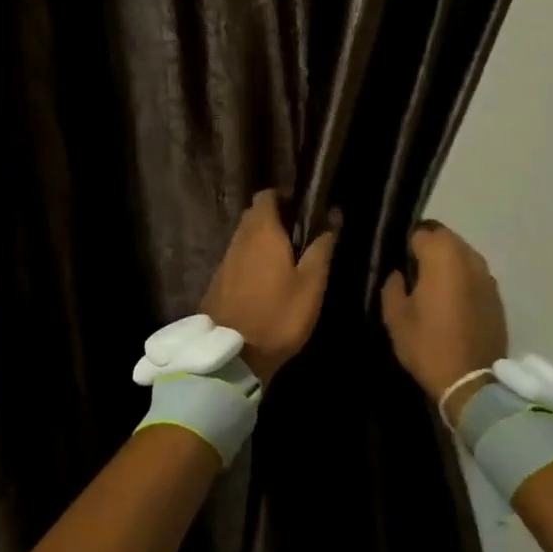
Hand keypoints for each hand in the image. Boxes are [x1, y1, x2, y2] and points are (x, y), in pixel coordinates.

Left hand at [202, 190, 338, 383]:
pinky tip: (267, 279)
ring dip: (263, 240)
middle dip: (275, 218)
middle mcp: (239, 239)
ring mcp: (225, 260)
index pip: (267, 196)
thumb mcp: (311, 284)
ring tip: (287, 258)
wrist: (232, 355)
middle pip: (255, 215)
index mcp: (262, 232)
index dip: (284, 197)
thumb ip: (321, 248)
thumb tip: (333, 217)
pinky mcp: (218, 281)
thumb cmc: (279, 315)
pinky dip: (252, 259)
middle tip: (300, 235)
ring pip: (245, 237)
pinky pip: (238, 257)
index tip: (304, 210)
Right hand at [381, 223, 507, 419]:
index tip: (399, 264)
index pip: (420, 233)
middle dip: (429, 249)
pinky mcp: (497, 295)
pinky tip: (454, 302)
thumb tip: (400, 274)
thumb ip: (392, 286)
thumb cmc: (428, 345)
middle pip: (445, 238)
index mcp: (442, 257)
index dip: (406, 246)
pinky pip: (475, 275)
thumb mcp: (396, 317)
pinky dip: (464, 280)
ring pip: (463, 254)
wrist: (472, 382)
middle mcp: (468, 257)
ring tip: (435, 287)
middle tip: (415, 273)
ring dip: (448, 263)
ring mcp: (487, 276)